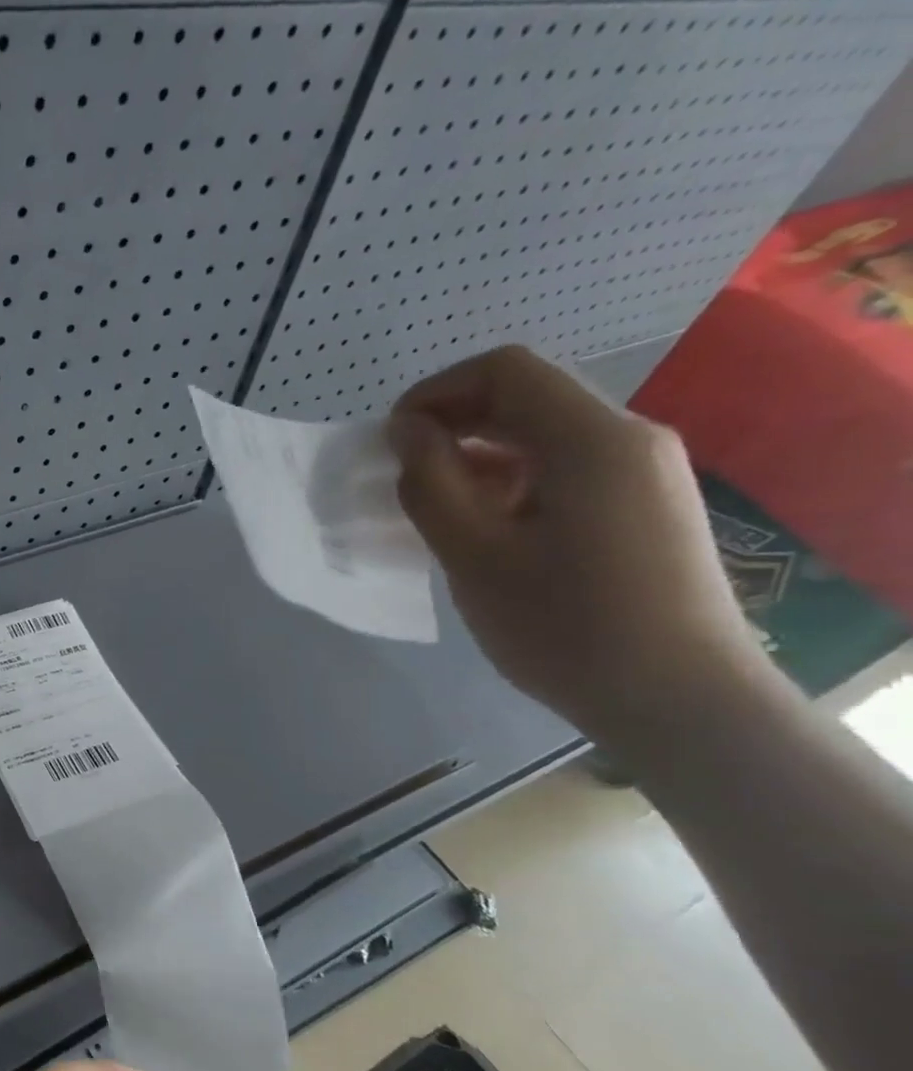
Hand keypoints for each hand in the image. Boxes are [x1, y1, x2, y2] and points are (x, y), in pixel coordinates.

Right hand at [387, 346, 764, 745]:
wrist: (679, 699)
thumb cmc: (564, 626)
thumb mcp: (474, 555)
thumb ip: (431, 483)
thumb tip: (407, 432)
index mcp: (592, 440)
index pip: (505, 371)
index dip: (436, 393)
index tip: (391, 441)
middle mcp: (629, 439)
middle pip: (528, 399)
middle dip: (454, 424)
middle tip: (401, 474)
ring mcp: (645, 473)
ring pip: (545, 437)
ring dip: (480, 457)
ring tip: (434, 509)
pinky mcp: (645, 507)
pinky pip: (567, 470)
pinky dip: (512, 482)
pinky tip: (483, 528)